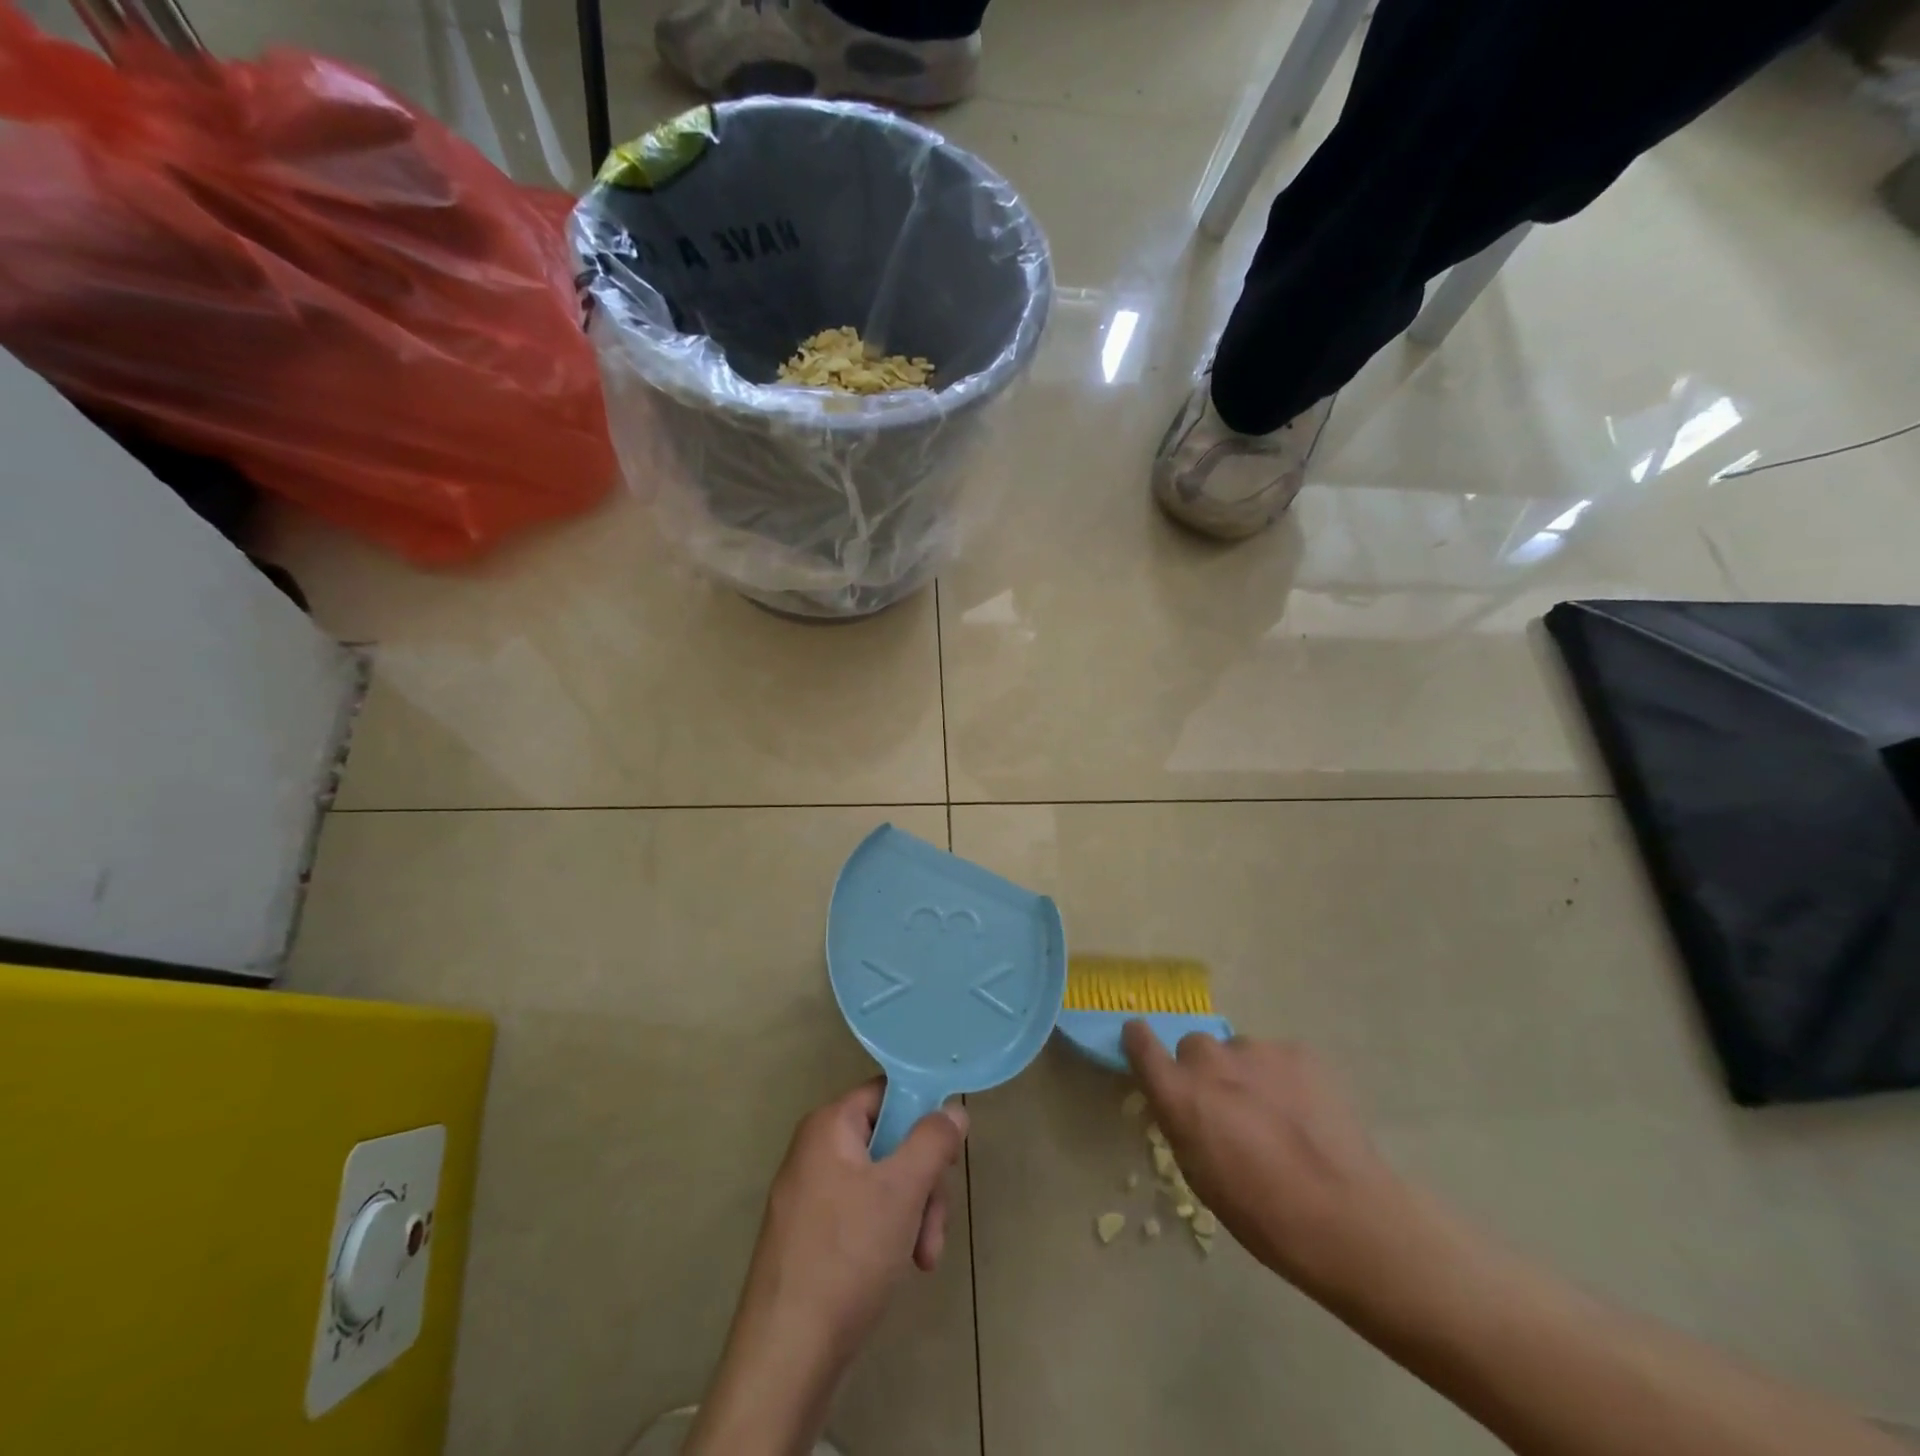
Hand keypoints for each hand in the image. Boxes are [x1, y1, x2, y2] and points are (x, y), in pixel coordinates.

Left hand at [745, 1080, 968, 1356]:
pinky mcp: (811, 1236)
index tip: (947, 1153)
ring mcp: (810, 1196)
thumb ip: (933, 1141)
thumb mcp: (902, 1190)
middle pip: (889, 1141)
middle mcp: (815, 1151)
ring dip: (912, 1215)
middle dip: (922, 1182)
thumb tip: (953, 1110)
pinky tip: (901, 1268)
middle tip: (934, 1223)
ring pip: (881, 1183)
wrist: (786, 1358)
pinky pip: (862, 1214)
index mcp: (828, 1126)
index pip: (887, 1093)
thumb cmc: (847, 1256)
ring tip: (923, 1258)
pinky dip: (888, 1234)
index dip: (922, 1115)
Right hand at [1122, 1022, 1410, 1299]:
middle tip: (1229, 1108)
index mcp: (1180, 1094)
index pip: (1139, 1041)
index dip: (1140, 1041)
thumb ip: (1181, 1123)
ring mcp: (1258, 1051)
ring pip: (1239, 1052)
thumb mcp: (1200, 1176)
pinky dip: (1283, 1078)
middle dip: (1204, 1071)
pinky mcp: (1299, 1051)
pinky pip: (1278, 1058)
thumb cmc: (1263, 1216)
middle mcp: (1211, 1060)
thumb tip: (1180, 1101)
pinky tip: (1305, 1115)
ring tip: (1277, 1117)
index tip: (1143, 1046)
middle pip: (1195, 1047)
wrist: (1349, 1220)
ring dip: (1246, 1075)